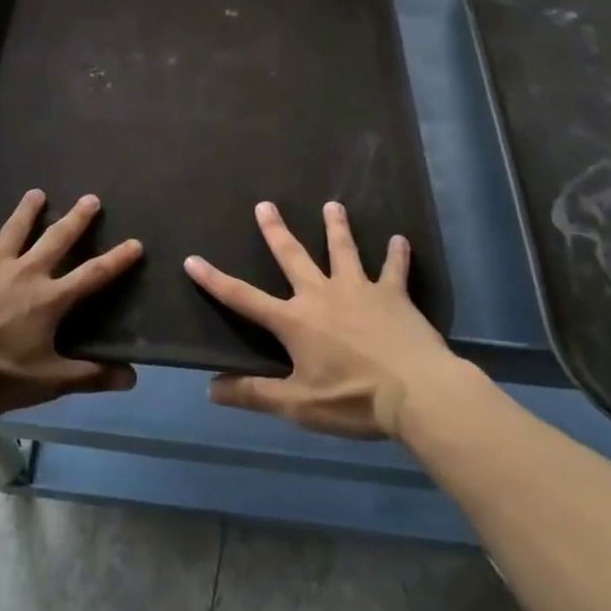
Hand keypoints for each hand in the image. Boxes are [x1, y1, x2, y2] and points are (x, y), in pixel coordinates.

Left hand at [0, 189, 141, 417]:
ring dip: (26, 211)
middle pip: (56, 239)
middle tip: (90, 198)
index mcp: (48, 299)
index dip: (117, 259)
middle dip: (76, 219)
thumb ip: (89, 376)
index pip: (92, 275)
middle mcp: (24, 273)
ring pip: (12, 231)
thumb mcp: (46, 382)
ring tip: (36, 192)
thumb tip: (132, 378)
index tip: (136, 242)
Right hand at [184, 200, 464, 438]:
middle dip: (276, 231)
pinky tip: (401, 240)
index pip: (244, 298)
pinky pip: (394, 270)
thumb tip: (209, 389)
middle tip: (265, 205)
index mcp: (294, 321)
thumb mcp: (297, 405)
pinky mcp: (393, 295)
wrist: (418, 393)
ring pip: (343, 251)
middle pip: (292, 257)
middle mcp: (322, 295)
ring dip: (336, 227)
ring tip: (332, 205)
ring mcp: (359, 290)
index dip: (215, 280)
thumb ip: (254, 395)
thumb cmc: (353, 400)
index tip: (192, 260)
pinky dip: (397, 255)